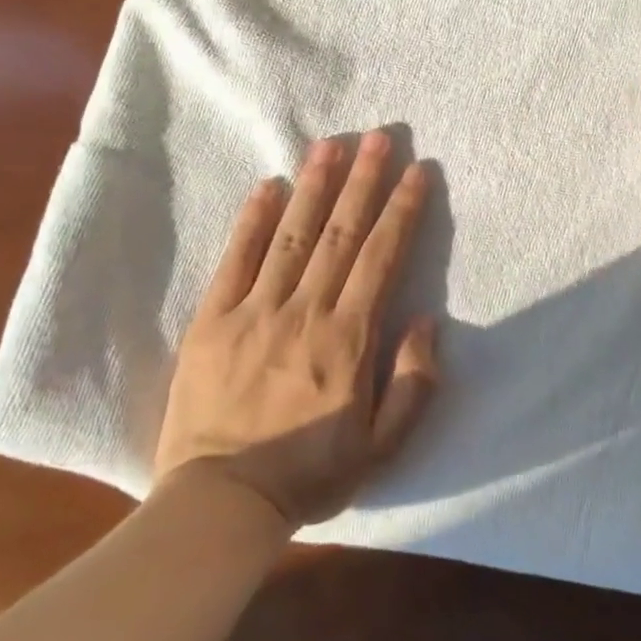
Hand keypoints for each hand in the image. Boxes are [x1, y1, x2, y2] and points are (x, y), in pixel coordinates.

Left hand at [155, 131, 438, 528]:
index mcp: (348, 340)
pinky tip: (268, 187)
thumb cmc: (308, 477)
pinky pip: (236, 260)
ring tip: (329, 144)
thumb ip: (412, 384)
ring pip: (292, 235)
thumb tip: (427, 321)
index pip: (381, 258)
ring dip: (313, 186)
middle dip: (363, 181)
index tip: (416, 172)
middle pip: (341, 233)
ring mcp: (254, 310)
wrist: (219, 504)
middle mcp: (305, 312)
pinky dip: (253, 221)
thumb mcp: (381, 449)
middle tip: (377, 136)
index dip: (402, 211)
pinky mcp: (212, 319)